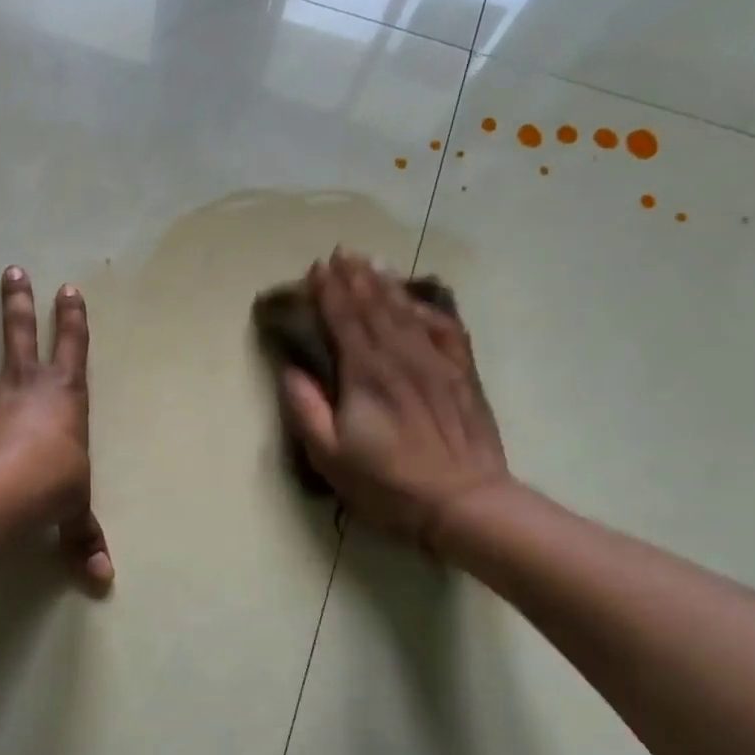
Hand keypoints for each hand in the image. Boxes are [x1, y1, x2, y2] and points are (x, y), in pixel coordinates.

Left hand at [0, 266, 112, 587]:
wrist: (5, 491)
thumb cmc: (54, 487)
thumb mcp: (77, 512)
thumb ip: (86, 541)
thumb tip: (103, 582)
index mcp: (65, 395)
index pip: (74, 347)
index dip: (72, 318)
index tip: (68, 288)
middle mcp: (26, 387)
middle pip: (21, 334)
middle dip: (18, 303)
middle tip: (11, 271)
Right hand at [279, 250, 510, 552]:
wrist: (463, 501)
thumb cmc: (388, 484)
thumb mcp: (330, 457)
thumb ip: (307, 410)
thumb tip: (291, 370)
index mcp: (365, 375)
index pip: (343, 320)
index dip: (329, 292)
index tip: (316, 269)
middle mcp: (400, 357)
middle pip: (374, 308)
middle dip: (355, 278)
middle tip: (341, 253)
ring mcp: (436, 363)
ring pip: (407, 312)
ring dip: (386, 285)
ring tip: (372, 263)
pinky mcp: (461, 375)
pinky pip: (445, 329)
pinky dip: (428, 308)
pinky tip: (417, 300)